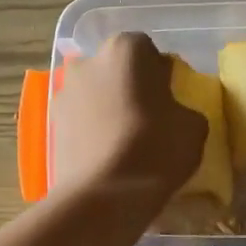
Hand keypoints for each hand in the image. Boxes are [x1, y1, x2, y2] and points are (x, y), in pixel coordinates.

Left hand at [53, 33, 207, 203]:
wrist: (105, 196)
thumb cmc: (156, 148)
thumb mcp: (194, 126)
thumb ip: (183, 107)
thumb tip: (173, 112)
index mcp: (125, 50)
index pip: (148, 50)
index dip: (161, 74)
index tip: (170, 99)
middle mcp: (88, 62)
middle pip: (116, 70)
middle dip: (130, 87)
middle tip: (149, 118)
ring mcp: (64, 94)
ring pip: (95, 95)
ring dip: (108, 108)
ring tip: (126, 142)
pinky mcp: (51, 126)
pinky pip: (80, 121)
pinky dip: (93, 131)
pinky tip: (108, 156)